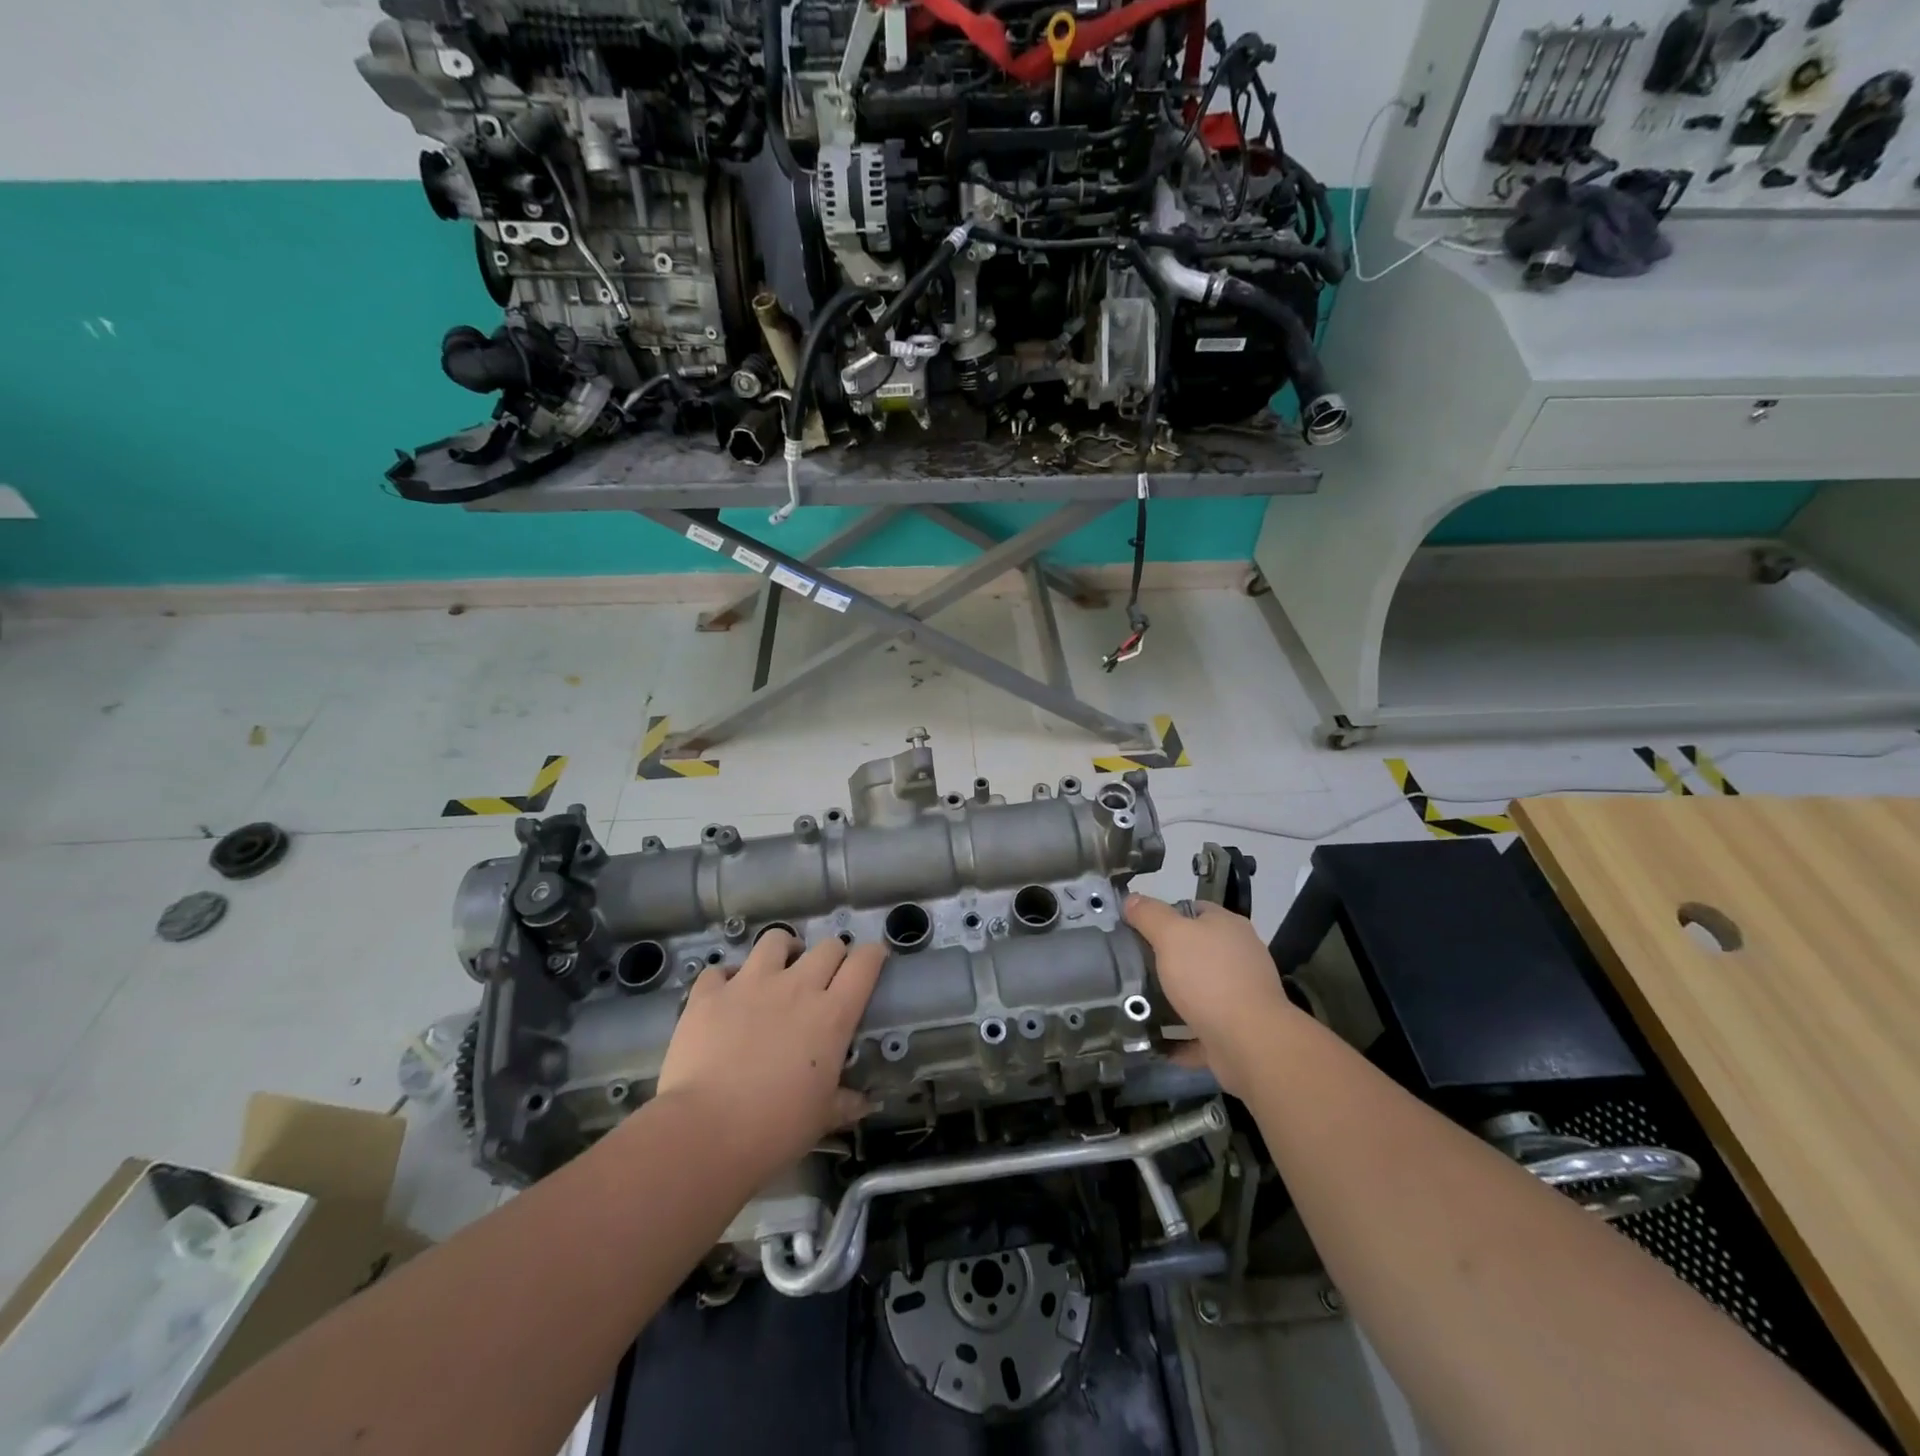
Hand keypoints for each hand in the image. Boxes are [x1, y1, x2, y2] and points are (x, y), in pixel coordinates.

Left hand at [654, 930, 884, 1179]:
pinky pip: (721, 970)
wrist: (705, 1132)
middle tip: (826, 976)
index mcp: (832, 1015)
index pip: (864, 965)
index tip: (874, 959)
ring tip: (780, 968)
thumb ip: (845, 1103)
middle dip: (833, 955)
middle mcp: (796, 987)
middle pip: (827, 947)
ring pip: (776, 940)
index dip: (873, 955)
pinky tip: (726, 994)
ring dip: (784, 950)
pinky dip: (726, 978)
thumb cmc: (775, 1128)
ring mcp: (750, 984)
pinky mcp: (710, 994)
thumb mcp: (821, 1119)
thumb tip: (864, 1103)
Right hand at [1125, 894, 1298, 1098]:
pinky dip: (1180, 1034)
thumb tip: (1131, 899)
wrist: (1250, 1043)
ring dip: (1172, 998)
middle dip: (1165, 959)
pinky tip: (1156, 1038)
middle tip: (1132, 967)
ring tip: (1138, 1002)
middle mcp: (1239, 956)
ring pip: (1199, 991)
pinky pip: (1201, 1028)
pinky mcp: (1237, 1030)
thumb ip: (1149, 915)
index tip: (1136, 931)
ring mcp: (1241, 995)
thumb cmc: (1209, 978)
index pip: (1193, 909)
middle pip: (1196, 950)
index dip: (1163, 916)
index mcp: (1228, 926)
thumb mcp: (1171, 936)